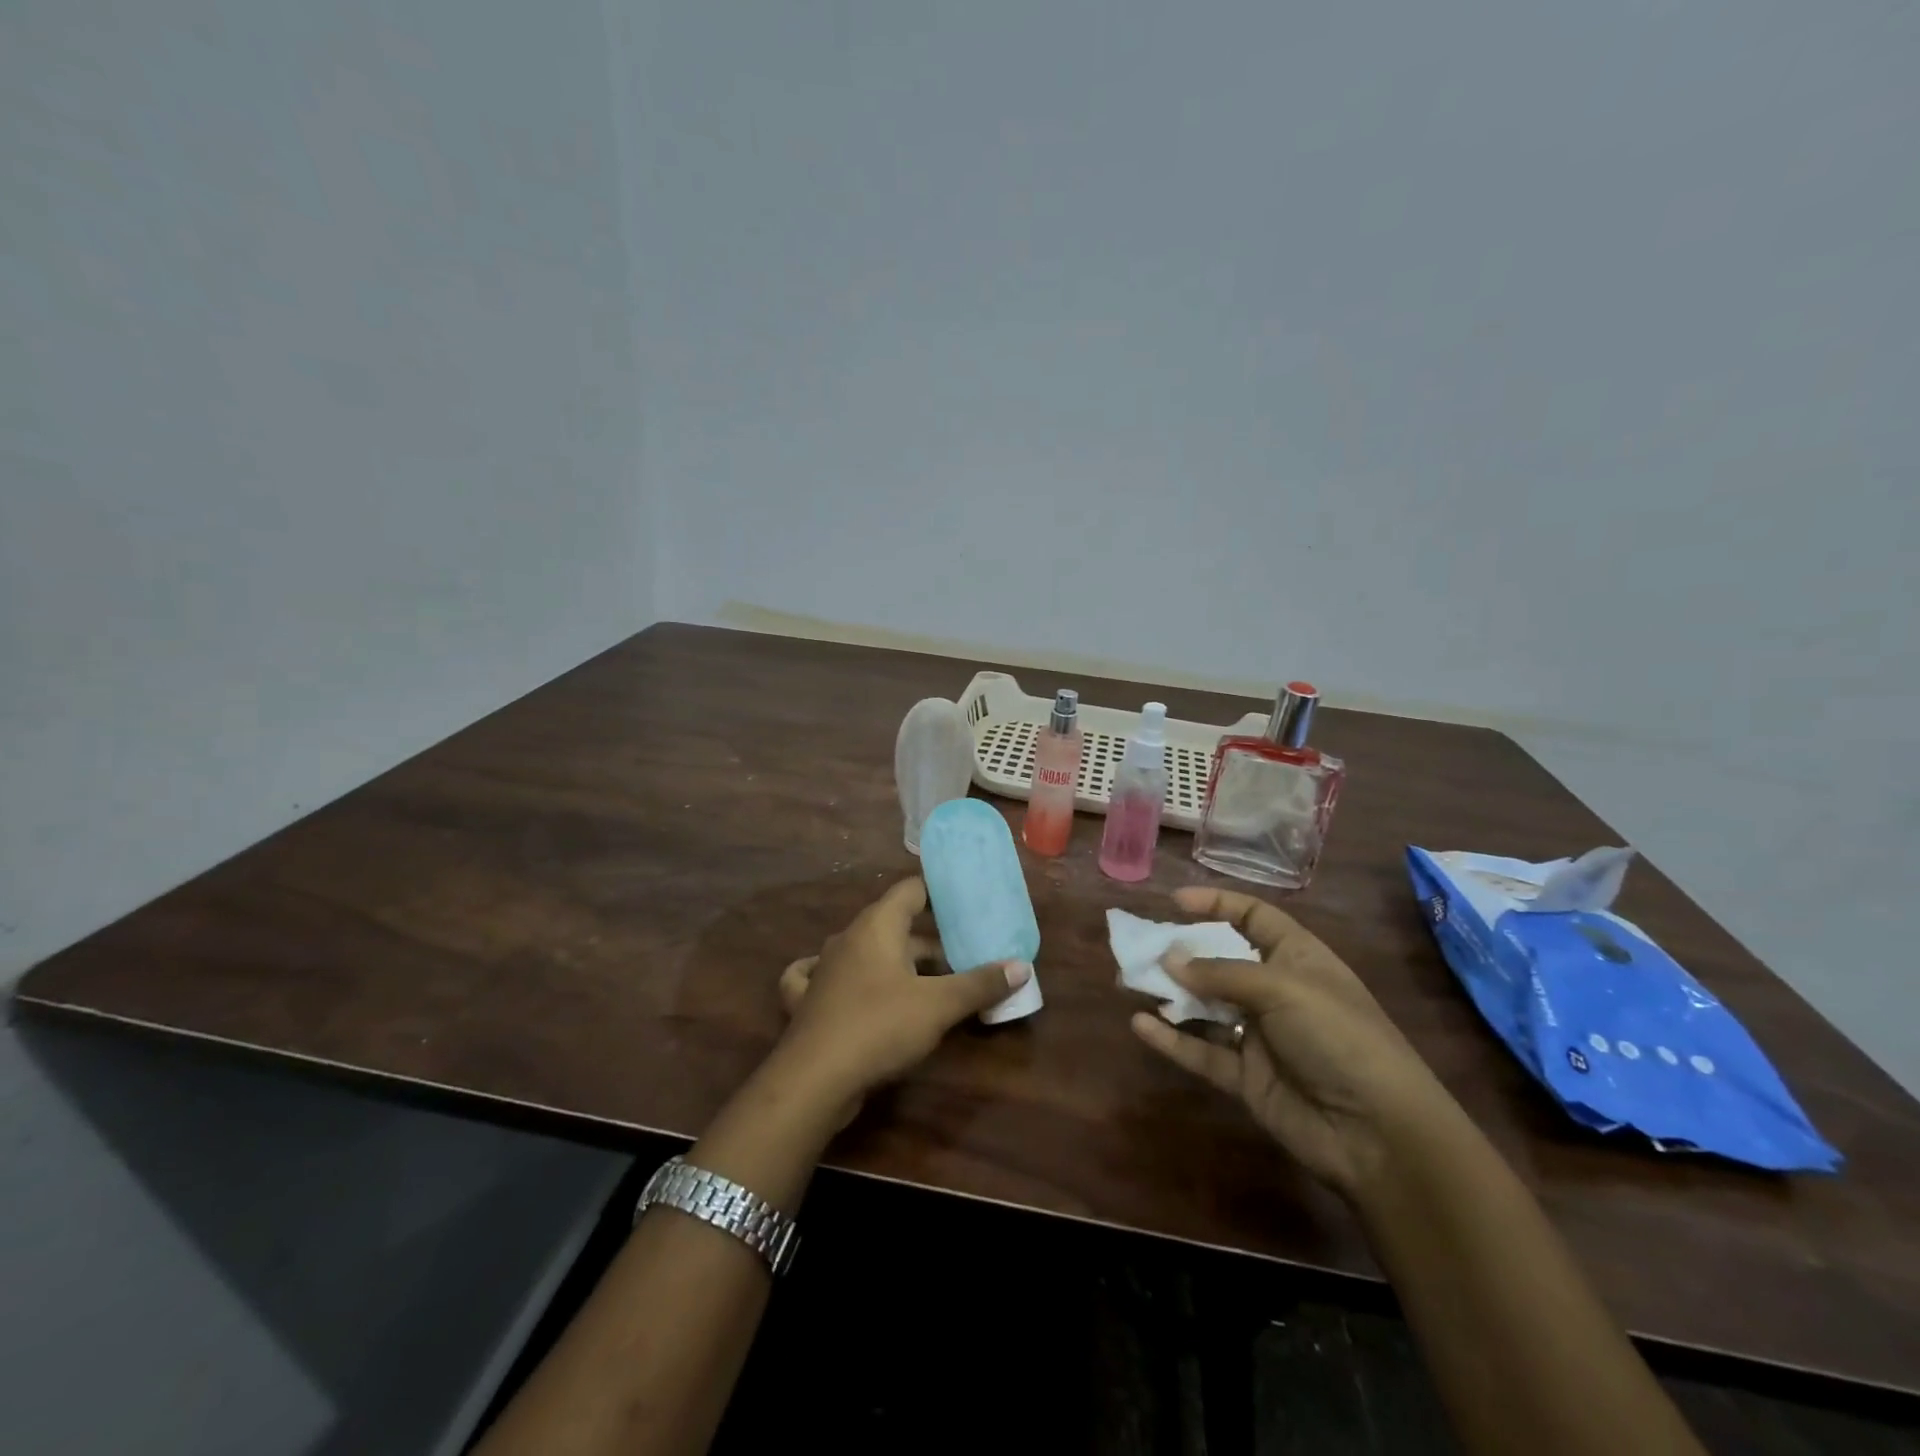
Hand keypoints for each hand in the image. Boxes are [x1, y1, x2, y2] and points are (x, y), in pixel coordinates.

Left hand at [774, 878, 1029, 1112]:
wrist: (814, 1079)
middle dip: (929, 940)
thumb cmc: (880, 1026)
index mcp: (878, 925)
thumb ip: (980, 984)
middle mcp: (849, 938)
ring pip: (866, 952)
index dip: (937, 891)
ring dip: (896, 961)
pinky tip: (844, 982)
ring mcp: (824, 968)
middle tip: (963, 953)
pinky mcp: (808, 1000)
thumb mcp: (939, 1005)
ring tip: (930, 978)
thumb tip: (1021, 967)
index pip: (910, 890)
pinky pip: (824, 976)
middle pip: (894, 925)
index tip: (965, 900)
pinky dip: (841, 976)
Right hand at [1131, 886, 1454, 1198]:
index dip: (1217, 904)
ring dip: (1170, 994)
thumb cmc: (1339, 1037)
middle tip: (1140, 947)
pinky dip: (1172, 1038)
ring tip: (1128, 980)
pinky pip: (1202, 1051)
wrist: (1378, 1132)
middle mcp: (1276, 991)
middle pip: (1220, 961)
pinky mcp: (1246, 1077)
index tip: (1174, 902)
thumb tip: (1169, 960)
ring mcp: (1260, 1036)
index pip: (1254, 917)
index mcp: (1297, 958)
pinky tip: (1140, 1024)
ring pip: (1205, 1006)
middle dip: (1182, 952)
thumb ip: (1221, 973)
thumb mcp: (1283, 989)